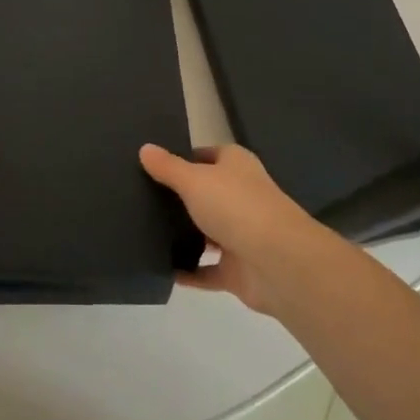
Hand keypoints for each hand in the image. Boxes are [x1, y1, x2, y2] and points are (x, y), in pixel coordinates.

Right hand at [140, 143, 328, 313]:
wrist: (278, 263)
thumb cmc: (236, 206)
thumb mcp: (194, 180)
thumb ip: (168, 167)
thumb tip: (144, 148)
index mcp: (236, 166)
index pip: (206, 156)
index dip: (183, 159)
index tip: (152, 167)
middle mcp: (241, 196)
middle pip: (206, 194)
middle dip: (180, 198)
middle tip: (141, 200)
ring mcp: (242, 234)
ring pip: (207, 232)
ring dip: (185, 235)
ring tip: (145, 232)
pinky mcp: (238, 270)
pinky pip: (206, 270)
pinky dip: (188, 271)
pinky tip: (161, 269)